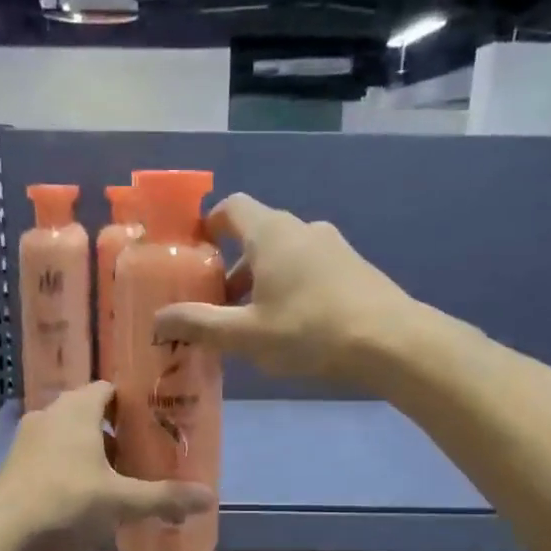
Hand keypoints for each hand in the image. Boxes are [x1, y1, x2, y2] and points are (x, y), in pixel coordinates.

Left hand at [0, 382, 214, 550]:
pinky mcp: (14, 463)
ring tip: (116, 475)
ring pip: (67, 433)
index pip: (107, 387)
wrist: (3, 534)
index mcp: (76, 409)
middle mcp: (49, 414)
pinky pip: (50, 453)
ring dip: (90, 448)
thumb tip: (210, 498)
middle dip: (114, 428)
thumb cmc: (67, 502)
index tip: (152, 420)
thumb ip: (165, 497)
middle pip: (88, 410)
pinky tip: (84, 494)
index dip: (131, 401)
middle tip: (141, 450)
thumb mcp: (122, 501)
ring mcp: (27, 438)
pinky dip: (68, 464)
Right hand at [153, 193, 414, 387]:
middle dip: (232, 268)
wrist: (392, 342)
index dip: (209, 224)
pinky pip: (310, 270)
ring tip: (252, 324)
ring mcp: (333, 247)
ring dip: (261, 282)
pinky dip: (290, 288)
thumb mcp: (246, 334)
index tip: (195, 252)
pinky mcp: (354, 269)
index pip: (232, 207)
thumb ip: (199, 325)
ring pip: (284, 256)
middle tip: (217, 305)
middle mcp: (302, 229)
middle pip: (256, 236)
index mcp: (271, 233)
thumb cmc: (309, 330)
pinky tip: (291, 328)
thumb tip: (157, 320)